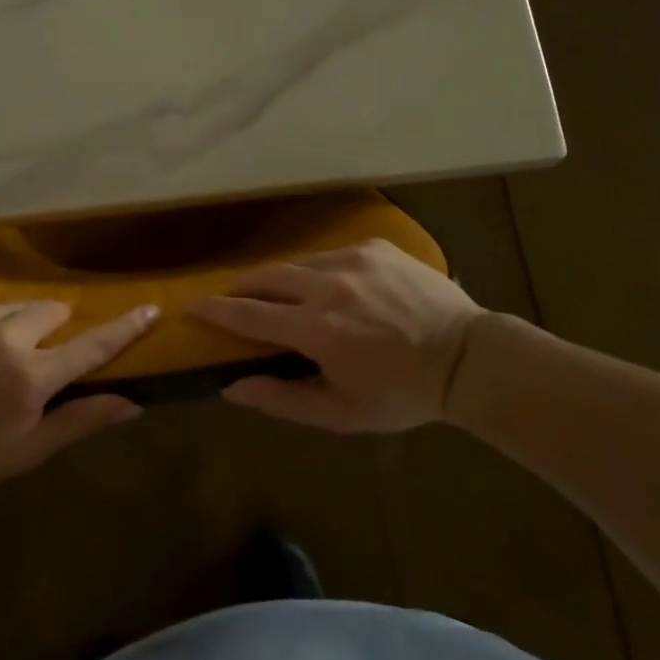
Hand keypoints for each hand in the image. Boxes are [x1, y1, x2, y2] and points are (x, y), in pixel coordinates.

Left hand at [0, 300, 155, 492]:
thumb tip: (133, 404)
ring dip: (13, 326)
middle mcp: (7, 336)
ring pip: (13, 308)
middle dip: (51, 329)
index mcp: (31, 377)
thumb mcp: (28, 450)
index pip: (90, 346)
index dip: (124, 327)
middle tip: (33, 357)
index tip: (151, 307)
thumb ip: (81, 421)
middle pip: (51, 313)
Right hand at [190, 239, 483, 432]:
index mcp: (316, 328)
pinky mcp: (374, 246)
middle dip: (241, 288)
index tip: (191, 308)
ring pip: (297, 263)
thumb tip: (233, 385)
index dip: (215, 311)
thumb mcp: (341, 412)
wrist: (468, 358)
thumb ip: (282, 399)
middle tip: (232, 299)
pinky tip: (332, 288)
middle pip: (265, 277)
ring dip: (281, 279)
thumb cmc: (402, 394)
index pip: (248, 313)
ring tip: (280, 294)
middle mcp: (327, 285)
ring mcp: (352, 259)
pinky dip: (319, 271)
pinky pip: (331, 255)